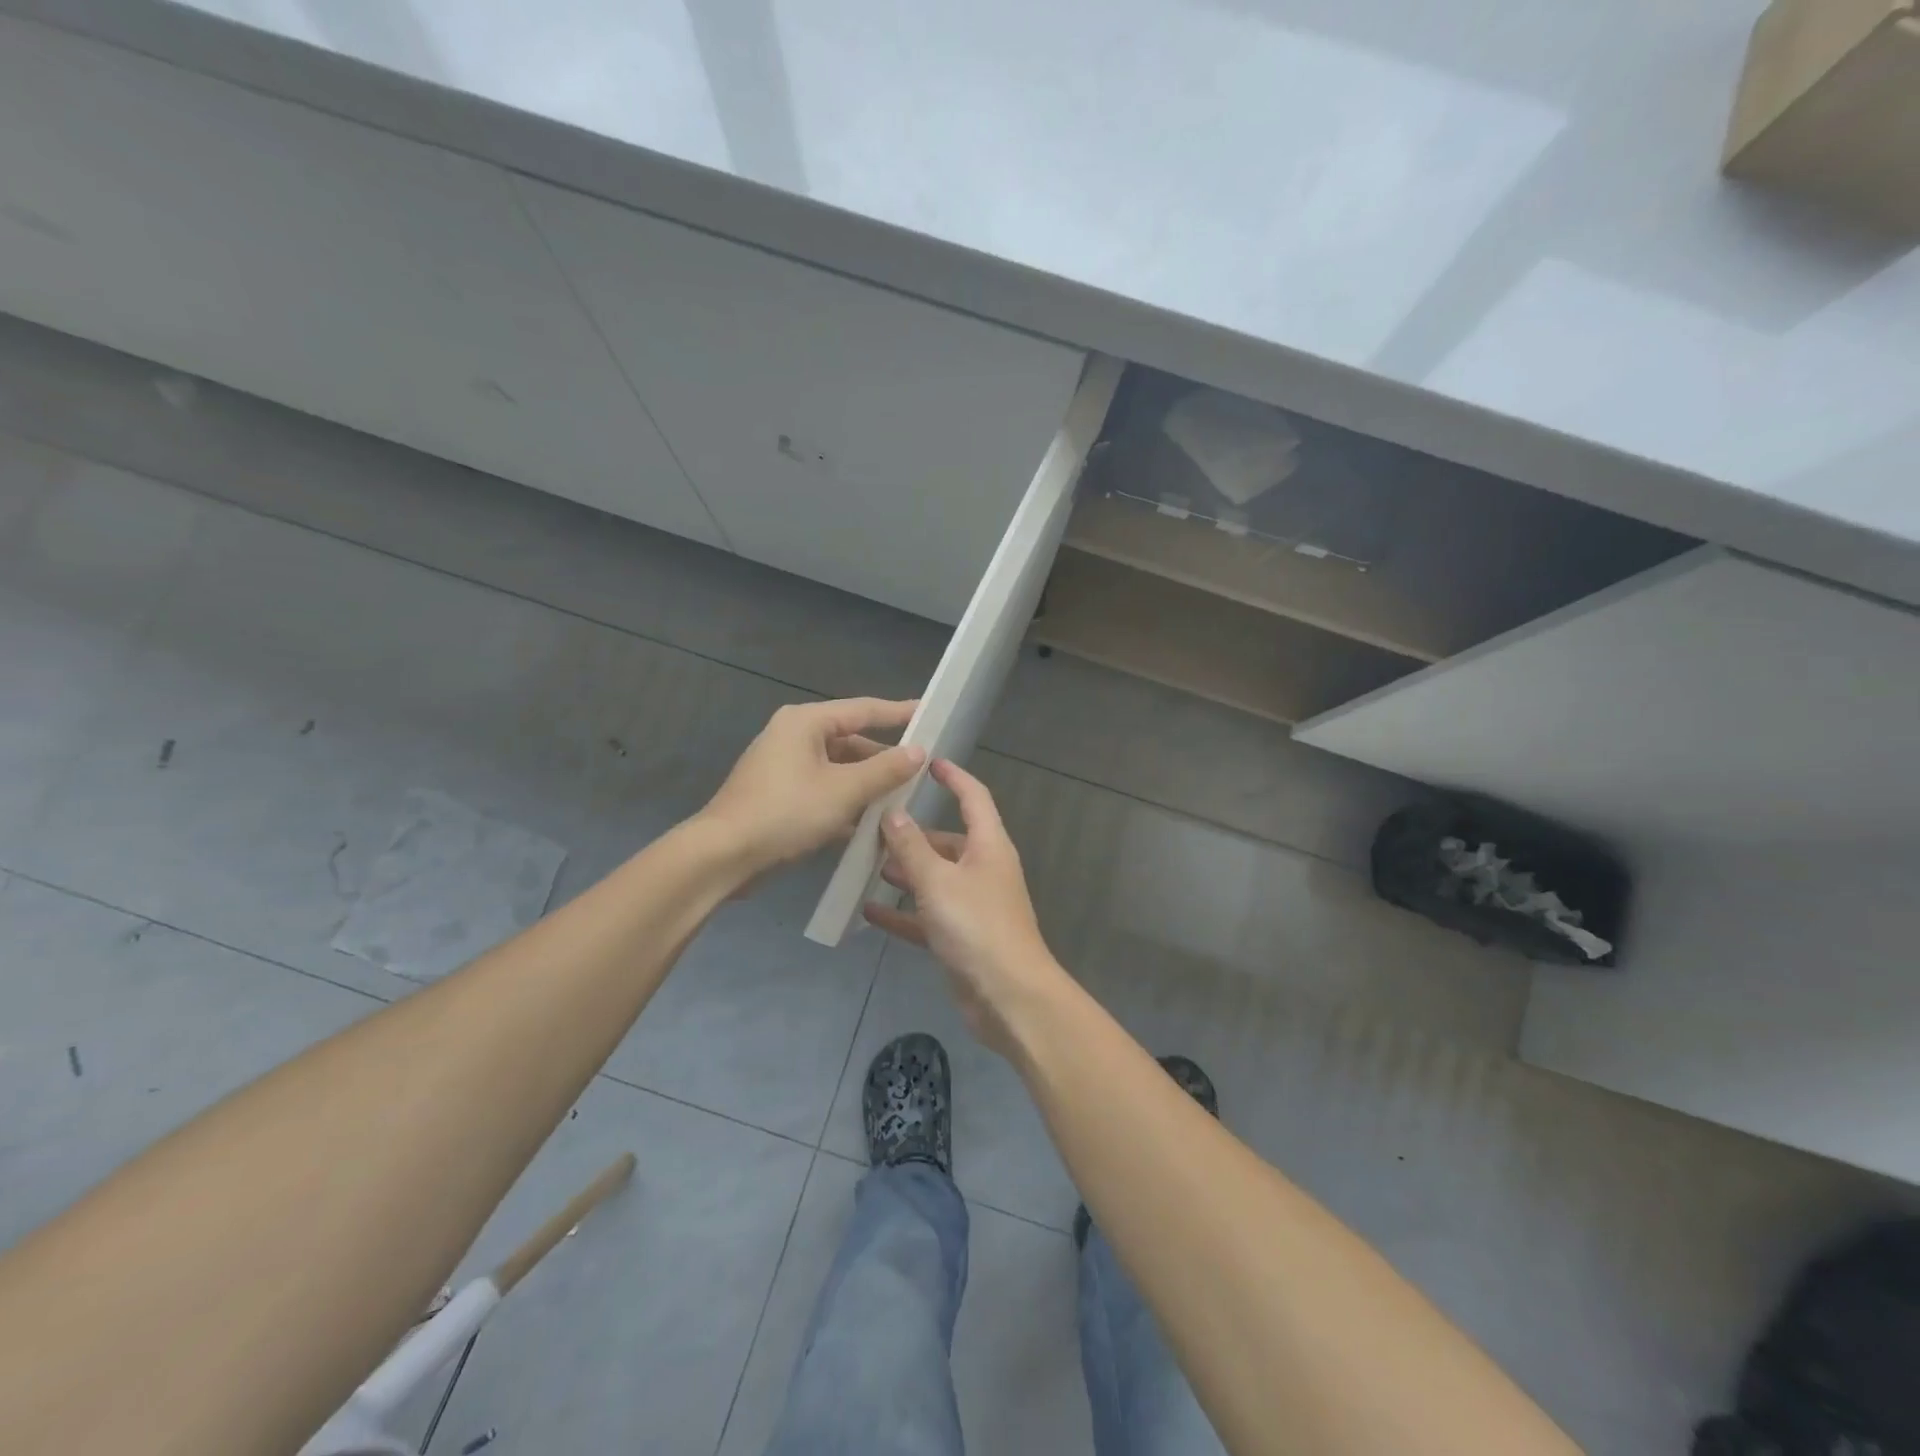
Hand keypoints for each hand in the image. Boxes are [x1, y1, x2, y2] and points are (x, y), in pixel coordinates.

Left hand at [700, 698, 923, 876]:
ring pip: (837, 769)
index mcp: (806, 722)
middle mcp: (793, 737)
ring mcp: (783, 767)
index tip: (929, 713)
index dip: (899, 712)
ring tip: (903, 800)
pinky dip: (846, 802)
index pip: (863, 709)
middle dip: (884, 759)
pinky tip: (871, 824)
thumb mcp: (844, 790)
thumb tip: (918, 751)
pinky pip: (823, 790)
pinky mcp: (779, 796)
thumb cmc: (786, 813)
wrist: (723, 856)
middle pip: (850, 740)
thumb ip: (885, 769)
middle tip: (921, 769)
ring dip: (866, 785)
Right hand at [863, 758, 1068, 1056]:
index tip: (928, 763)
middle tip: (872, 827)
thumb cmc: (976, 926)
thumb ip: (911, 847)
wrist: (1009, 997)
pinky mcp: (960, 937)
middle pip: (947, 840)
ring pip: (934, 879)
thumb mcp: (937, 881)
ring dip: (905, 872)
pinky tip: (869, 911)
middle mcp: (983, 870)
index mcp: (988, 846)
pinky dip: (902, 912)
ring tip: (866, 866)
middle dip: (913, 834)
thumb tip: (892, 813)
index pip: (974, 797)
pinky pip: (926, 916)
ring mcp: (973, 905)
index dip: (953, 777)